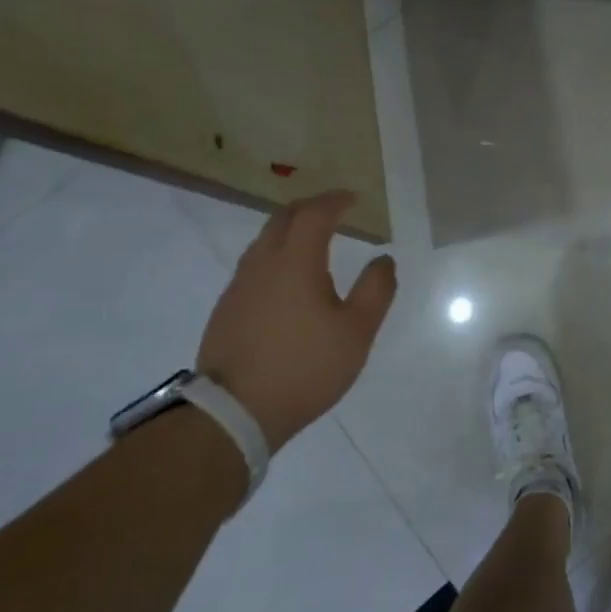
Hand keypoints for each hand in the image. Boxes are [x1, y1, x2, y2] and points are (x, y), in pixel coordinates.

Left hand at [196, 191, 397, 451]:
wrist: (233, 413)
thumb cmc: (304, 367)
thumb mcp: (356, 332)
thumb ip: (376, 290)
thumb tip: (383, 260)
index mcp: (296, 262)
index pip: (314, 214)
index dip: (335, 201)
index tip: (353, 198)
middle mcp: (262, 264)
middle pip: (282, 219)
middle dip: (310, 208)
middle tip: (333, 210)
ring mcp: (239, 287)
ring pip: (264, 241)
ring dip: (289, 230)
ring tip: (311, 239)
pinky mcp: (226, 309)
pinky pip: (253, 265)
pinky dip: (275, 254)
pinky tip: (286, 278)